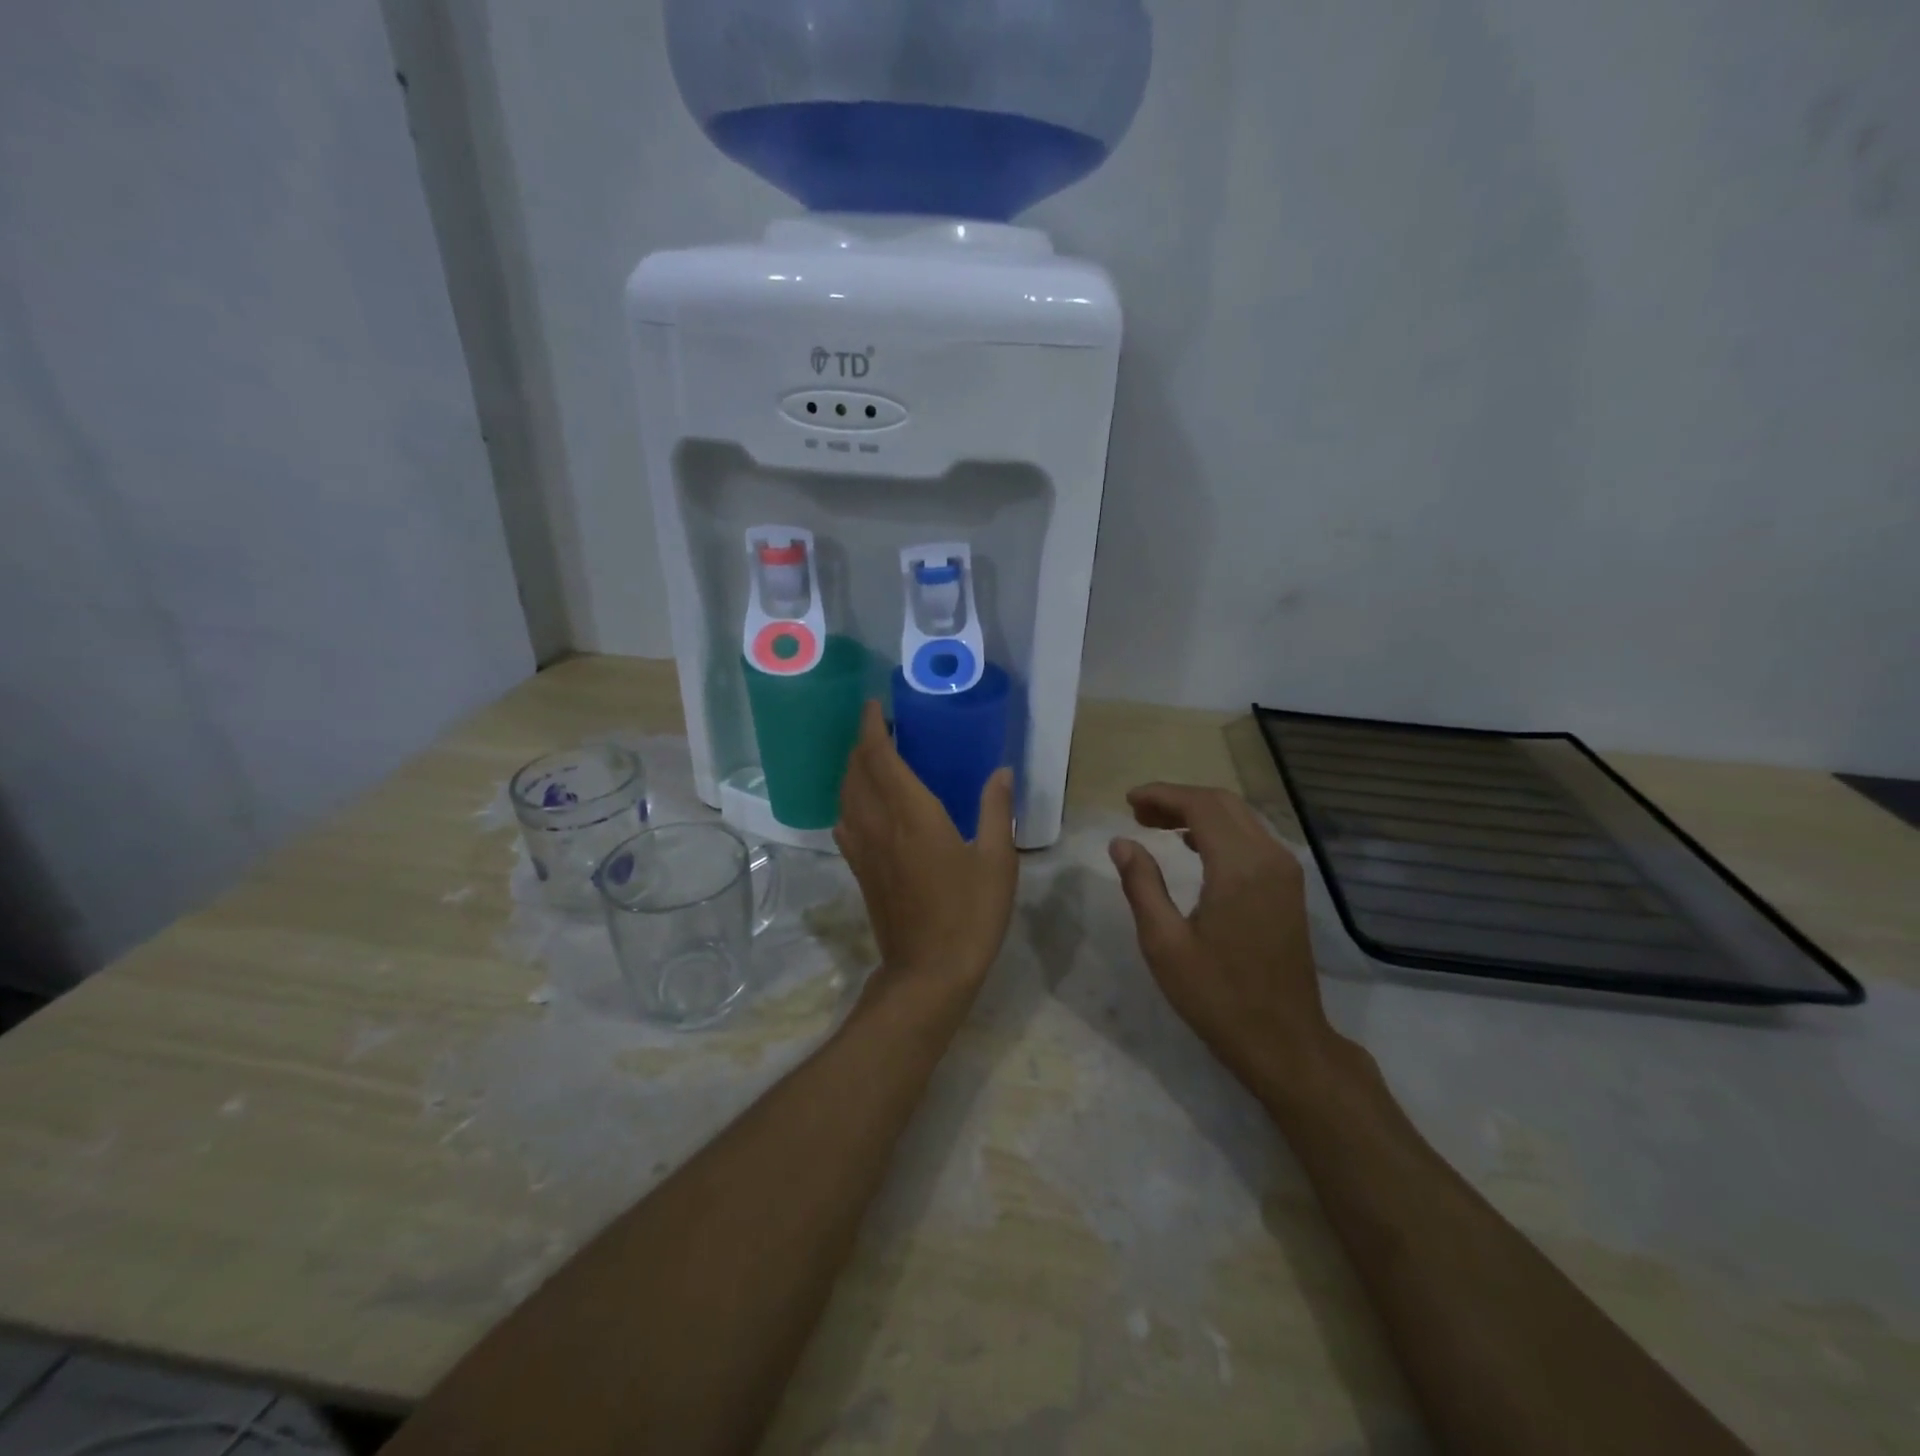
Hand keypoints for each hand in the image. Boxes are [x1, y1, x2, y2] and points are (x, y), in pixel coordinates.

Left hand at [836, 702, 1017, 1021]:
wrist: (928, 971)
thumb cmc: (969, 913)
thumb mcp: (996, 860)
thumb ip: (996, 811)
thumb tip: (1001, 772)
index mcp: (912, 814)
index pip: (879, 757)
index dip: (871, 727)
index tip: (874, 706)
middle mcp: (879, 824)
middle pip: (855, 771)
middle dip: (861, 743)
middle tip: (881, 728)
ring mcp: (863, 849)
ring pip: (845, 796)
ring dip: (853, 770)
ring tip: (873, 759)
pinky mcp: (860, 870)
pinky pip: (845, 822)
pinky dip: (850, 801)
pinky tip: (866, 807)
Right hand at [1109, 784, 1337, 1098]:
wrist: (1284, 1041)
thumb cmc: (1217, 996)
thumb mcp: (1164, 944)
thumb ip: (1141, 885)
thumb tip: (1121, 842)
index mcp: (1239, 868)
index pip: (1200, 806)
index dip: (1162, 795)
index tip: (1127, 801)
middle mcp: (1269, 858)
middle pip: (1222, 803)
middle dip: (1177, 799)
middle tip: (1137, 812)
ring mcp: (1285, 872)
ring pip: (1240, 817)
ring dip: (1198, 812)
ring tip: (1156, 825)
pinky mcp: (1289, 887)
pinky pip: (1252, 837)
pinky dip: (1219, 829)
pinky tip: (1193, 845)